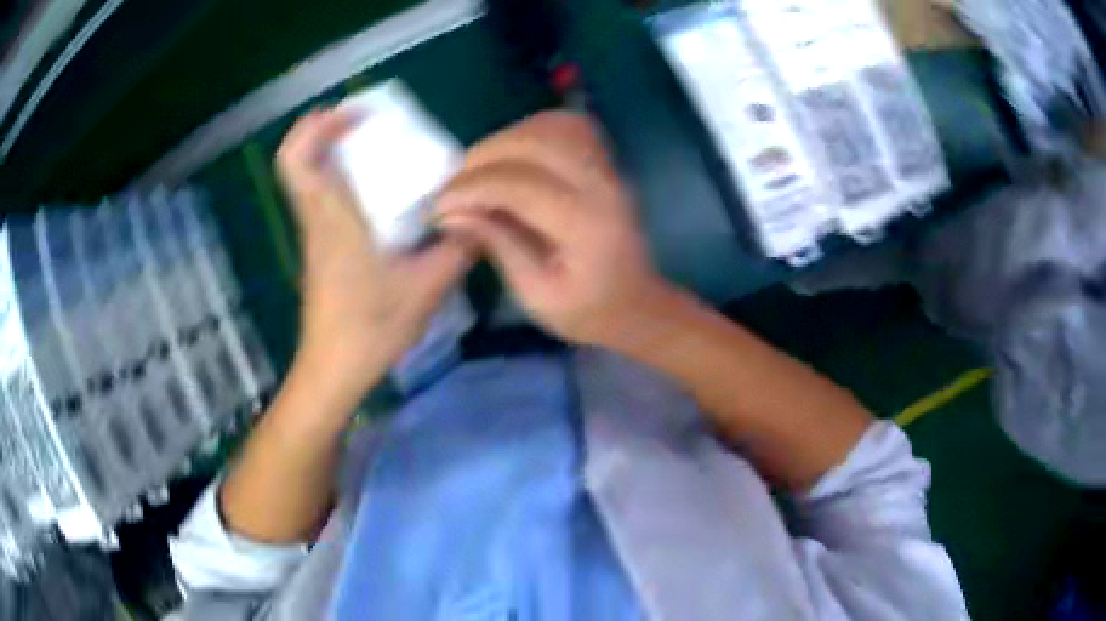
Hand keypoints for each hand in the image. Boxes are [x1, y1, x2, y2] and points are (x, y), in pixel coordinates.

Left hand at [276, 108, 473, 400]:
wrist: (334, 370)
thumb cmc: (370, 328)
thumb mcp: (427, 288)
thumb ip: (458, 248)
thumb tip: (481, 217)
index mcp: (332, 217)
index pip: (296, 159)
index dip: (317, 126)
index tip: (353, 113)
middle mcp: (316, 218)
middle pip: (296, 159)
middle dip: (326, 129)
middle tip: (368, 122)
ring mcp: (315, 234)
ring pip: (309, 176)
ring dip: (336, 152)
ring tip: (380, 149)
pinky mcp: (321, 249)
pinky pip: (323, 197)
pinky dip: (343, 179)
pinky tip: (382, 195)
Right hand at [436, 111, 671, 348]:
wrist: (636, 303)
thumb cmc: (587, 311)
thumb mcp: (536, 295)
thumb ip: (498, 245)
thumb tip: (451, 213)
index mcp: (586, 225)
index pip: (520, 185)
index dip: (470, 189)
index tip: (437, 207)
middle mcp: (601, 184)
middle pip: (534, 143)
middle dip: (481, 158)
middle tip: (452, 187)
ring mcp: (608, 167)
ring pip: (550, 126)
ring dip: (503, 140)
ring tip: (476, 170)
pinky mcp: (606, 161)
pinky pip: (566, 127)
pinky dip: (530, 131)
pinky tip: (510, 155)